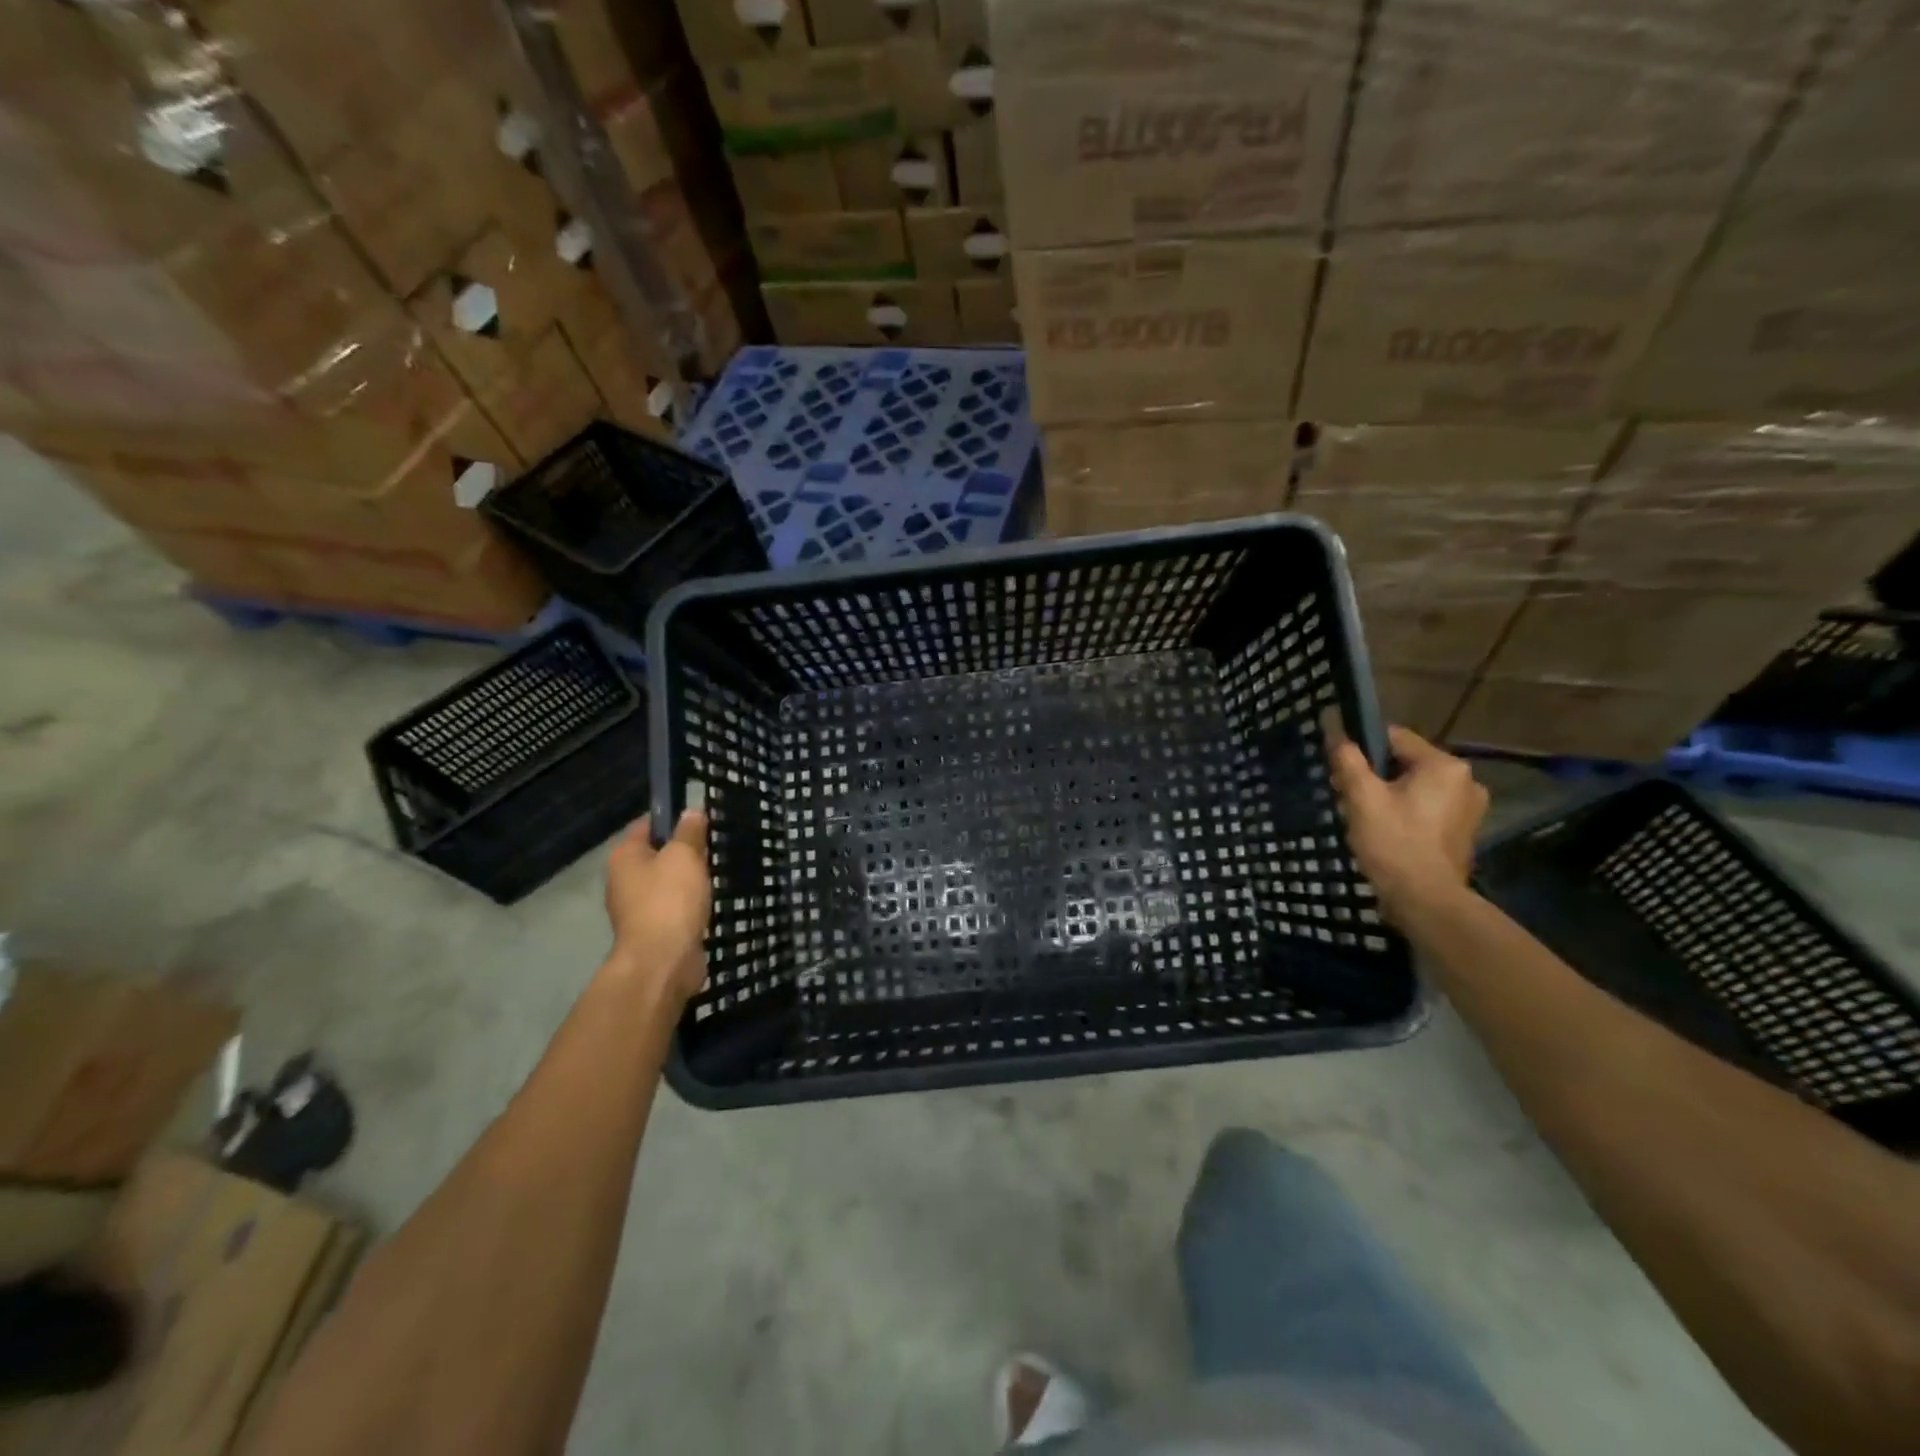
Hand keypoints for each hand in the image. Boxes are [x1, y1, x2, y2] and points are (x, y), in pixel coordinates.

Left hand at [605, 810, 710, 1003]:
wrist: (663, 962)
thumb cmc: (670, 900)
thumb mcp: (684, 856)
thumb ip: (689, 831)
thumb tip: (692, 810)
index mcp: (624, 857)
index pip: (647, 825)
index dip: (673, 818)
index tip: (701, 819)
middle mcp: (624, 880)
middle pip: (657, 855)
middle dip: (684, 852)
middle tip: (713, 847)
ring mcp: (636, 909)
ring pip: (667, 883)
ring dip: (688, 881)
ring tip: (715, 874)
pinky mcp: (653, 931)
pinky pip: (674, 908)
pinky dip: (689, 905)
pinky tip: (708, 903)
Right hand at [1329, 726, 1487, 926]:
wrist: (1425, 900)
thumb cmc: (1393, 843)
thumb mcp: (1362, 797)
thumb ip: (1349, 760)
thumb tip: (1336, 731)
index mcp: (1444, 765)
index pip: (1394, 737)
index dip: (1362, 748)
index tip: (1341, 769)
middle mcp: (1466, 780)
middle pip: (1406, 763)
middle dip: (1374, 775)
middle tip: (1348, 797)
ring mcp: (1469, 807)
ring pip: (1416, 786)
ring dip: (1389, 794)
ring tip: (1365, 817)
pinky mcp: (1464, 831)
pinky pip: (1427, 807)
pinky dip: (1406, 812)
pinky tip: (1387, 832)